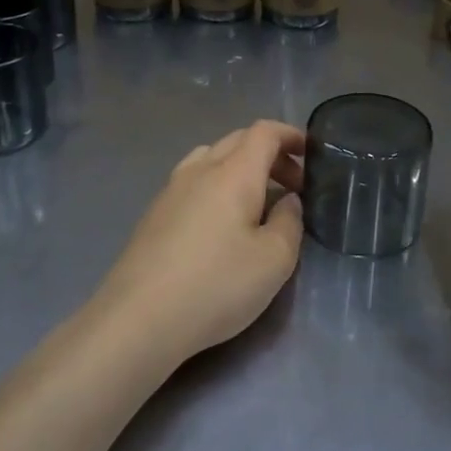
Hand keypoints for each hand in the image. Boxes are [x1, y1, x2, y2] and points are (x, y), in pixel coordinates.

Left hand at [98, 120, 305, 362]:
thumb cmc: (216, 285)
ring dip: (241, 168)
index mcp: (233, 172)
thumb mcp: (274, 260)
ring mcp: (171, 190)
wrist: (138, 318)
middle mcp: (199, 170)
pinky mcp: (154, 214)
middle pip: (237, 140)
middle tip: (294, 186)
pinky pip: (193, 182)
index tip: (312, 154)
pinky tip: (221, 223)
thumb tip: (287, 201)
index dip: (291, 135)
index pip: (264, 132)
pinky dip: (217, 186)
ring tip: (257, 201)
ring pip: (211, 158)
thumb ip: (289, 222)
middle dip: (271, 154)